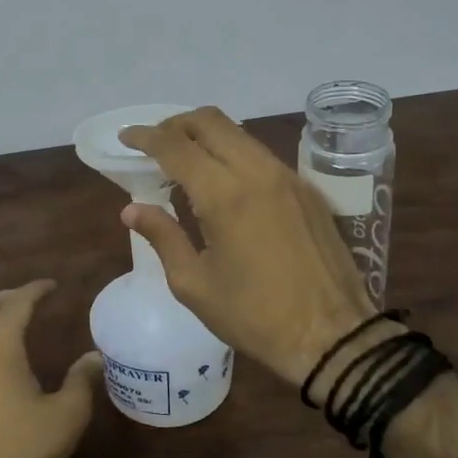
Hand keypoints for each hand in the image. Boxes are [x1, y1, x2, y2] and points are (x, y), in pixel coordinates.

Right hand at [120, 107, 379, 388]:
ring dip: (205, 136)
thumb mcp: (194, 284)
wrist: (332, 336)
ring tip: (184, 161)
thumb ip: (163, 237)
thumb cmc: (254, 316)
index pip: (176, 146)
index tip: (126, 138)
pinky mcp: (306, 189)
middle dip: (175, 125)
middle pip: (210, 121)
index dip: (145, 136)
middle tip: (154, 145)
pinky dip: (232, 152)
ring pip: (238, 133)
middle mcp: (257, 172)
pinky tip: (222, 182)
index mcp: (225, 195)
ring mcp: (287, 177)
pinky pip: (260, 154)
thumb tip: (131, 209)